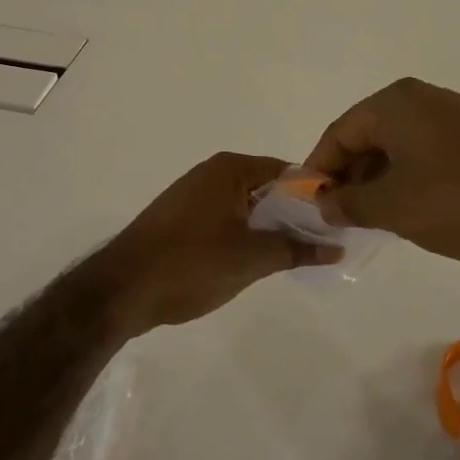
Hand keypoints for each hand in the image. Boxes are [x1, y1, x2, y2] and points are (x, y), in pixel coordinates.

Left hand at [101, 152, 335, 333]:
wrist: (121, 289)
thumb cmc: (191, 263)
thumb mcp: (252, 258)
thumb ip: (297, 249)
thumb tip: (336, 246)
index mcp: (230, 169)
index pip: (287, 173)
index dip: (314, 196)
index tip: (337, 221)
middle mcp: (212, 173)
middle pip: (267, 189)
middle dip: (294, 215)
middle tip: (323, 244)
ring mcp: (194, 196)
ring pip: (247, 208)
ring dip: (270, 229)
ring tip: (296, 256)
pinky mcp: (183, 220)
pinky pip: (227, 220)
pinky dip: (246, 236)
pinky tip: (257, 262)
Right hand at [303, 78, 459, 276]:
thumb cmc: (458, 202)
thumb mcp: (392, 207)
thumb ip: (349, 203)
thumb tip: (325, 203)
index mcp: (396, 103)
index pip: (340, 132)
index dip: (319, 169)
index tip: (308, 204)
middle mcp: (422, 100)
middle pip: (368, 136)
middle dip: (349, 175)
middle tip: (338, 216)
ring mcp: (453, 118)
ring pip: (397, 148)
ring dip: (378, 181)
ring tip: (370, 220)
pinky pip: (425, 155)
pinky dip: (407, 180)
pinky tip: (407, 212)